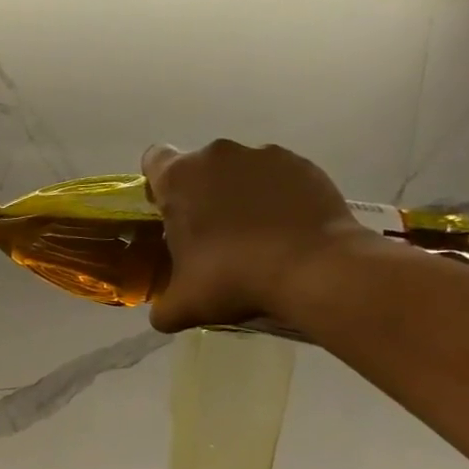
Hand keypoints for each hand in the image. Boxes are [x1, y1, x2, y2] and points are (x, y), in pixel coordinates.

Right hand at [142, 139, 364, 332]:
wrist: (314, 270)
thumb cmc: (232, 277)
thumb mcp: (182, 305)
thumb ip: (162, 306)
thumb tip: (163, 313)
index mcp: (179, 178)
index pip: (154, 161)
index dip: (158, 186)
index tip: (168, 213)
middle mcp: (218, 155)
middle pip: (199, 168)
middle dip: (201, 194)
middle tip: (209, 234)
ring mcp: (264, 156)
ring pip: (239, 171)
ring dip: (238, 194)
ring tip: (253, 234)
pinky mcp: (303, 165)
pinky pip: (278, 177)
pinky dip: (276, 197)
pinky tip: (284, 230)